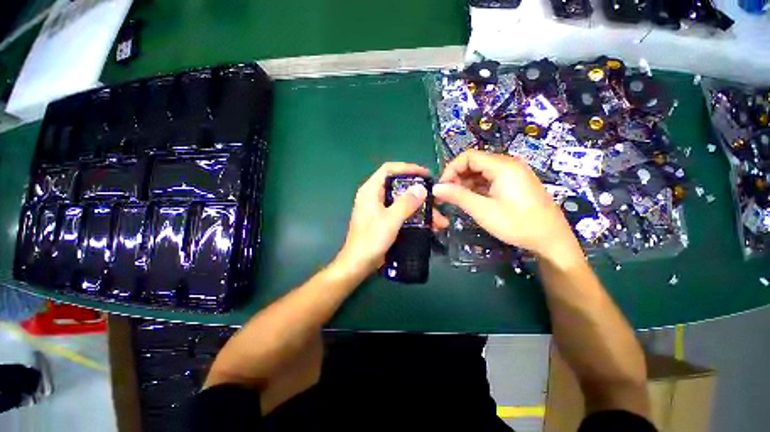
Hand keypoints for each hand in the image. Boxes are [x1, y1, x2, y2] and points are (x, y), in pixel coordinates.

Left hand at [336, 162, 448, 275]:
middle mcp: (375, 196)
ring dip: (421, 209)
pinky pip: (402, 213)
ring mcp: (380, 209)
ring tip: (439, 220)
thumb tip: (421, 188)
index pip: (389, 169)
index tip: (425, 175)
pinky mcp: (385, 220)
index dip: (407, 168)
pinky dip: (415, 217)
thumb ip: (406, 203)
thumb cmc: (371, 240)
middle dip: (420, 194)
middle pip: (399, 187)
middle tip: (436, 200)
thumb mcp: (390, 220)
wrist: (358, 264)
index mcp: (371, 190)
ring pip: (403, 202)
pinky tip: (429, 226)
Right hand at [432, 149, 581, 263]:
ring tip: (457, 199)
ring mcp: (513, 174)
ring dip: (466, 183)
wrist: (552, 240)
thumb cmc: (517, 224)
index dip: (451, 170)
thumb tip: (435, 188)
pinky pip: (490, 180)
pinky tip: (471, 199)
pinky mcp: (514, 184)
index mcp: (502, 166)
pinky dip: (477, 187)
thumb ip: (458, 196)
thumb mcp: (483, 210)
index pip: (468, 157)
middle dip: (457, 177)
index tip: (442, 188)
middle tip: (447, 196)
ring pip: (481, 172)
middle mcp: (508, 165)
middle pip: (474, 163)